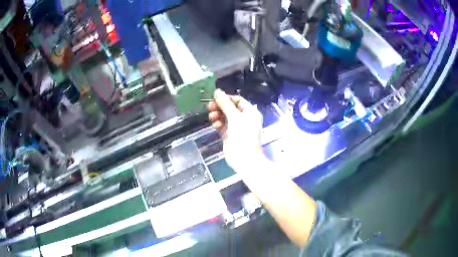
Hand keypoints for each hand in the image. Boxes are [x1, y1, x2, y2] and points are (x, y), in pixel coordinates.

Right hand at [207, 89, 263, 170]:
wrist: (244, 158)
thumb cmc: (243, 135)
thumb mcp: (234, 117)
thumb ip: (225, 104)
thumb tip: (217, 91)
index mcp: (250, 112)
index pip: (238, 100)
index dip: (226, 98)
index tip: (215, 98)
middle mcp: (244, 118)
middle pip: (230, 108)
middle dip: (220, 107)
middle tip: (210, 107)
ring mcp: (236, 127)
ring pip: (225, 117)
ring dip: (217, 115)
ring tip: (212, 117)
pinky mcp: (229, 135)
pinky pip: (222, 126)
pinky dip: (218, 124)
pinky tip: (214, 125)